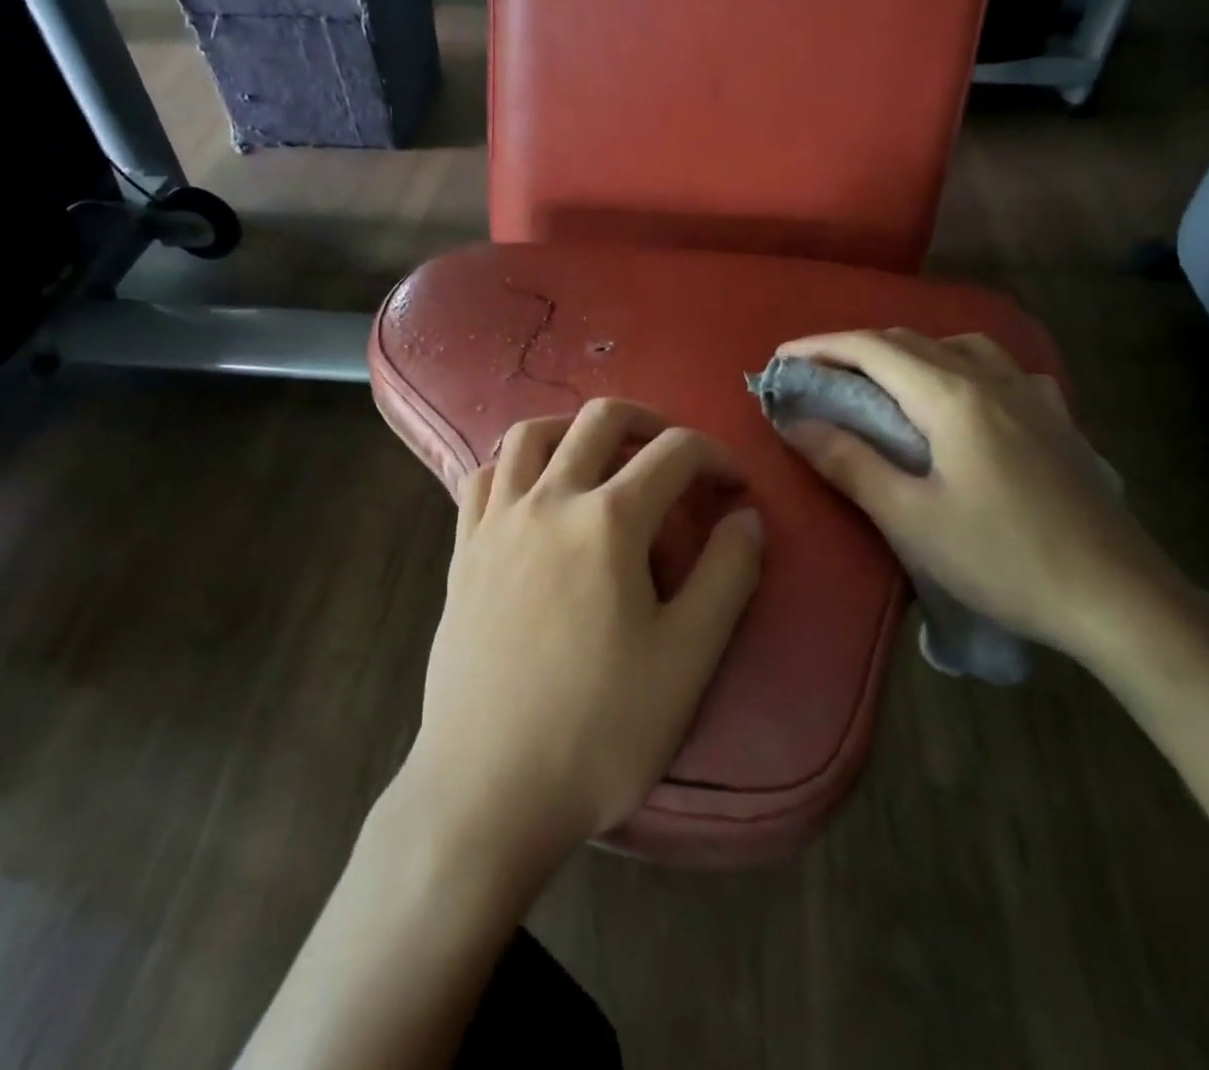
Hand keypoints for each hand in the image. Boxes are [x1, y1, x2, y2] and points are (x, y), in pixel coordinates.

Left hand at [402, 399, 762, 874]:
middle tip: (675, 454)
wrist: (487, 789)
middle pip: (600, 420)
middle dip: (650, 421)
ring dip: (575, 428)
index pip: (675, 453)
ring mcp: (496, 521)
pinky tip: (532, 490)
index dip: (716, 456)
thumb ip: (728, 575)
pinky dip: (515, 463)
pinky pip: (483, 476)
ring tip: (601, 456)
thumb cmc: (599, 729)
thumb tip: (746, 516)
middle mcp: (548, 500)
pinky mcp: (462, 550)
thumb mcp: (688, 658)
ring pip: (531, 434)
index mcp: (609, 520)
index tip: (735, 485)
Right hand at [776, 329, 1187, 666]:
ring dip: (906, 352)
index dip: (820, 346)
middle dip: (855, 349)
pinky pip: (996, 368)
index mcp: (953, 396)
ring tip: (880, 381)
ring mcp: (1032, 395)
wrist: (1119, 598)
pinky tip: (959, 394)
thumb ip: (849, 462)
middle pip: (910, 341)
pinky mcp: (1056, 418)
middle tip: (816, 374)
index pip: (872, 349)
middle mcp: (992, 379)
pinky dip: (955, 365)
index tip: (781, 359)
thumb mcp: (910, 517)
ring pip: (955, 346)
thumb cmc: (1004, 559)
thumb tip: (793, 423)